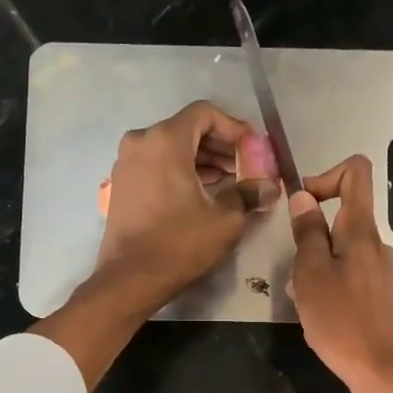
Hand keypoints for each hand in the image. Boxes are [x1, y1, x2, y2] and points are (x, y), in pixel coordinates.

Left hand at [93, 101, 280, 313]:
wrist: (130, 279)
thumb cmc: (179, 245)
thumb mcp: (225, 220)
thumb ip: (249, 194)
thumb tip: (269, 187)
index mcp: (165, 140)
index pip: (205, 113)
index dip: (234, 127)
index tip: (253, 148)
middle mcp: (141, 142)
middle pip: (187, 129)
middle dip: (219, 145)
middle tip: (245, 166)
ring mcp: (126, 163)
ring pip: (171, 148)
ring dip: (201, 159)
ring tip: (229, 181)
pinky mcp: (122, 184)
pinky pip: (156, 165)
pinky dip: (180, 171)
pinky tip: (202, 192)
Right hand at [289, 155, 392, 392]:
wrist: (387, 374)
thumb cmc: (344, 323)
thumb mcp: (312, 275)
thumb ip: (308, 233)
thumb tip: (304, 196)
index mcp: (361, 232)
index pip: (355, 173)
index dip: (325, 176)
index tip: (303, 207)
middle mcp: (377, 246)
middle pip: (344, 217)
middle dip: (312, 236)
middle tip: (294, 273)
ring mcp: (383, 274)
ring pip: (344, 253)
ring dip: (318, 267)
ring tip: (303, 302)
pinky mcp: (383, 299)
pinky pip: (352, 278)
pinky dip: (331, 287)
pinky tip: (320, 318)